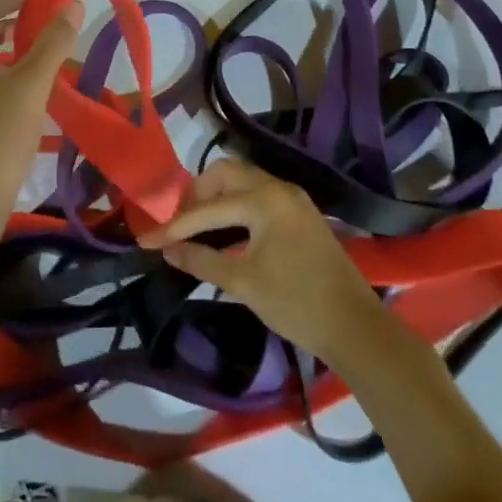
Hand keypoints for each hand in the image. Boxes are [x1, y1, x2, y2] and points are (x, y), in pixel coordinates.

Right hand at [139, 157, 385, 362]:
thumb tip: (168, 250)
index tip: (146, 239)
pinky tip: (224, 229)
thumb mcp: (243, 283)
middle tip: (178, 223)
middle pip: (226, 174)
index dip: (174, 226)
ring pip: (243, 181)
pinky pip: (258, 194)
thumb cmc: (296, 303)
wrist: (355, 327)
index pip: (208, 208)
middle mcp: (278, 188)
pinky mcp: (300, 213)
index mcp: (264, 200)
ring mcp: (293, 198)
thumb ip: (202, 260)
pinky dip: (236, 204)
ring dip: (216, 197)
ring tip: (195, 225)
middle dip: (197, 195)